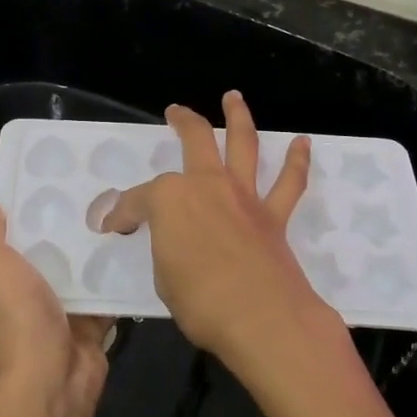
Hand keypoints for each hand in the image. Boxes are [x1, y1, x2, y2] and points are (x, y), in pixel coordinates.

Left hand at [0, 195, 112, 416]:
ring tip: (117, 210)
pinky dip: (114, 276)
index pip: (4, 242)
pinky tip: (133, 246)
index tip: (46, 182)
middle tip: (91, 191)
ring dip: (91, 251)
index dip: (20, 214)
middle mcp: (22, 300)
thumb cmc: (16, 317)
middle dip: (62, 229)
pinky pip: (103, 293)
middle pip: (43, 255)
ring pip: (75, 273)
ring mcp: (57, 313)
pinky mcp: (89, 324)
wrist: (51, 379)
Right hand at [103, 91, 404, 416]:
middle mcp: (207, 185)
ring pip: (243, 144)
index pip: (138, 201)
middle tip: (175, 111)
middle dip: (183, 121)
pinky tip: (302, 143)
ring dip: (238, 117)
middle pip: (194, 139)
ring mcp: (243, 196)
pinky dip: (297, 160)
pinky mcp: (273, 216)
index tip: (114, 226)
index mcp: (170, 199)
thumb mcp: (163, 278)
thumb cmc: (201, 302)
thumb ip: (165, 250)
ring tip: (233, 97)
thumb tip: (170, 243)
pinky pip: (289, 182)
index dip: (122, 213)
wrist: (263, 319)